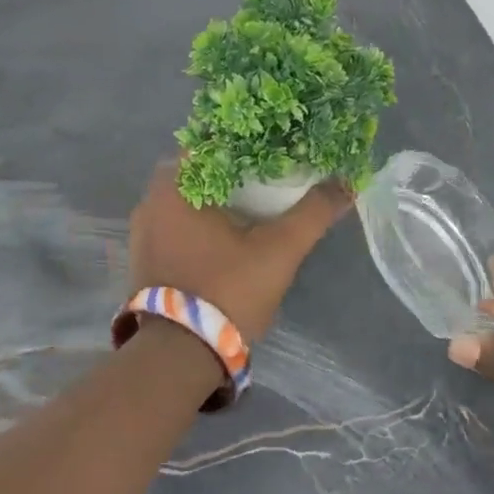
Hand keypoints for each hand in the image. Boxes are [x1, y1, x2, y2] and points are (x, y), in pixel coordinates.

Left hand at [127, 161, 352, 344]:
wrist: (179, 356)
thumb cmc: (227, 291)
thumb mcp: (280, 250)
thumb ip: (314, 213)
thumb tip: (349, 183)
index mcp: (176, 184)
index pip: (214, 139)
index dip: (250, 137)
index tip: (280, 143)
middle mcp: (151, 199)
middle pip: (202, 167)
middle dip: (239, 167)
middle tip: (277, 170)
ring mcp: (144, 230)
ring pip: (190, 196)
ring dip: (221, 194)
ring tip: (260, 198)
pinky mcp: (146, 255)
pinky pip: (180, 221)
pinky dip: (206, 218)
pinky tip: (233, 230)